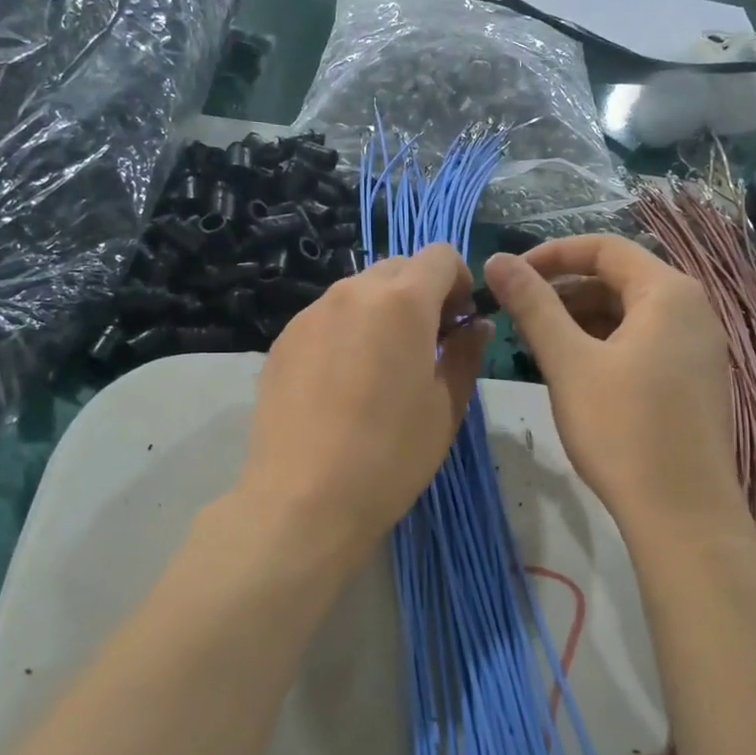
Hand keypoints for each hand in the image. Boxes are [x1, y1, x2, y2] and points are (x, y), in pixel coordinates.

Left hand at [237, 244, 489, 571]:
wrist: (303, 499)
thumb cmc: (390, 455)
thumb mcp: (446, 407)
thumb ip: (465, 354)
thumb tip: (473, 325)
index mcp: (402, 302)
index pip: (440, 255)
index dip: (459, 281)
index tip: (458, 323)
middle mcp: (352, 293)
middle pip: (397, 268)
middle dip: (420, 294)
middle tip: (426, 346)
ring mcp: (310, 315)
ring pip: (358, 292)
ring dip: (381, 313)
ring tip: (380, 369)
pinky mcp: (283, 341)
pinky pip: (326, 319)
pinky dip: (346, 333)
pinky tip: (342, 386)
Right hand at [484, 236, 740, 538]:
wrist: (682, 514)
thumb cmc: (622, 429)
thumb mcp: (569, 362)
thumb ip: (532, 305)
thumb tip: (498, 259)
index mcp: (669, 292)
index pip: (604, 247)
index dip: (551, 255)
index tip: (510, 277)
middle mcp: (693, 310)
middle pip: (618, 279)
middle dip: (564, 292)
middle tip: (519, 317)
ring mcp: (699, 348)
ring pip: (629, 315)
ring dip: (581, 321)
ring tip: (539, 347)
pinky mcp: (694, 381)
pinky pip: (644, 344)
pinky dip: (605, 346)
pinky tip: (575, 373)